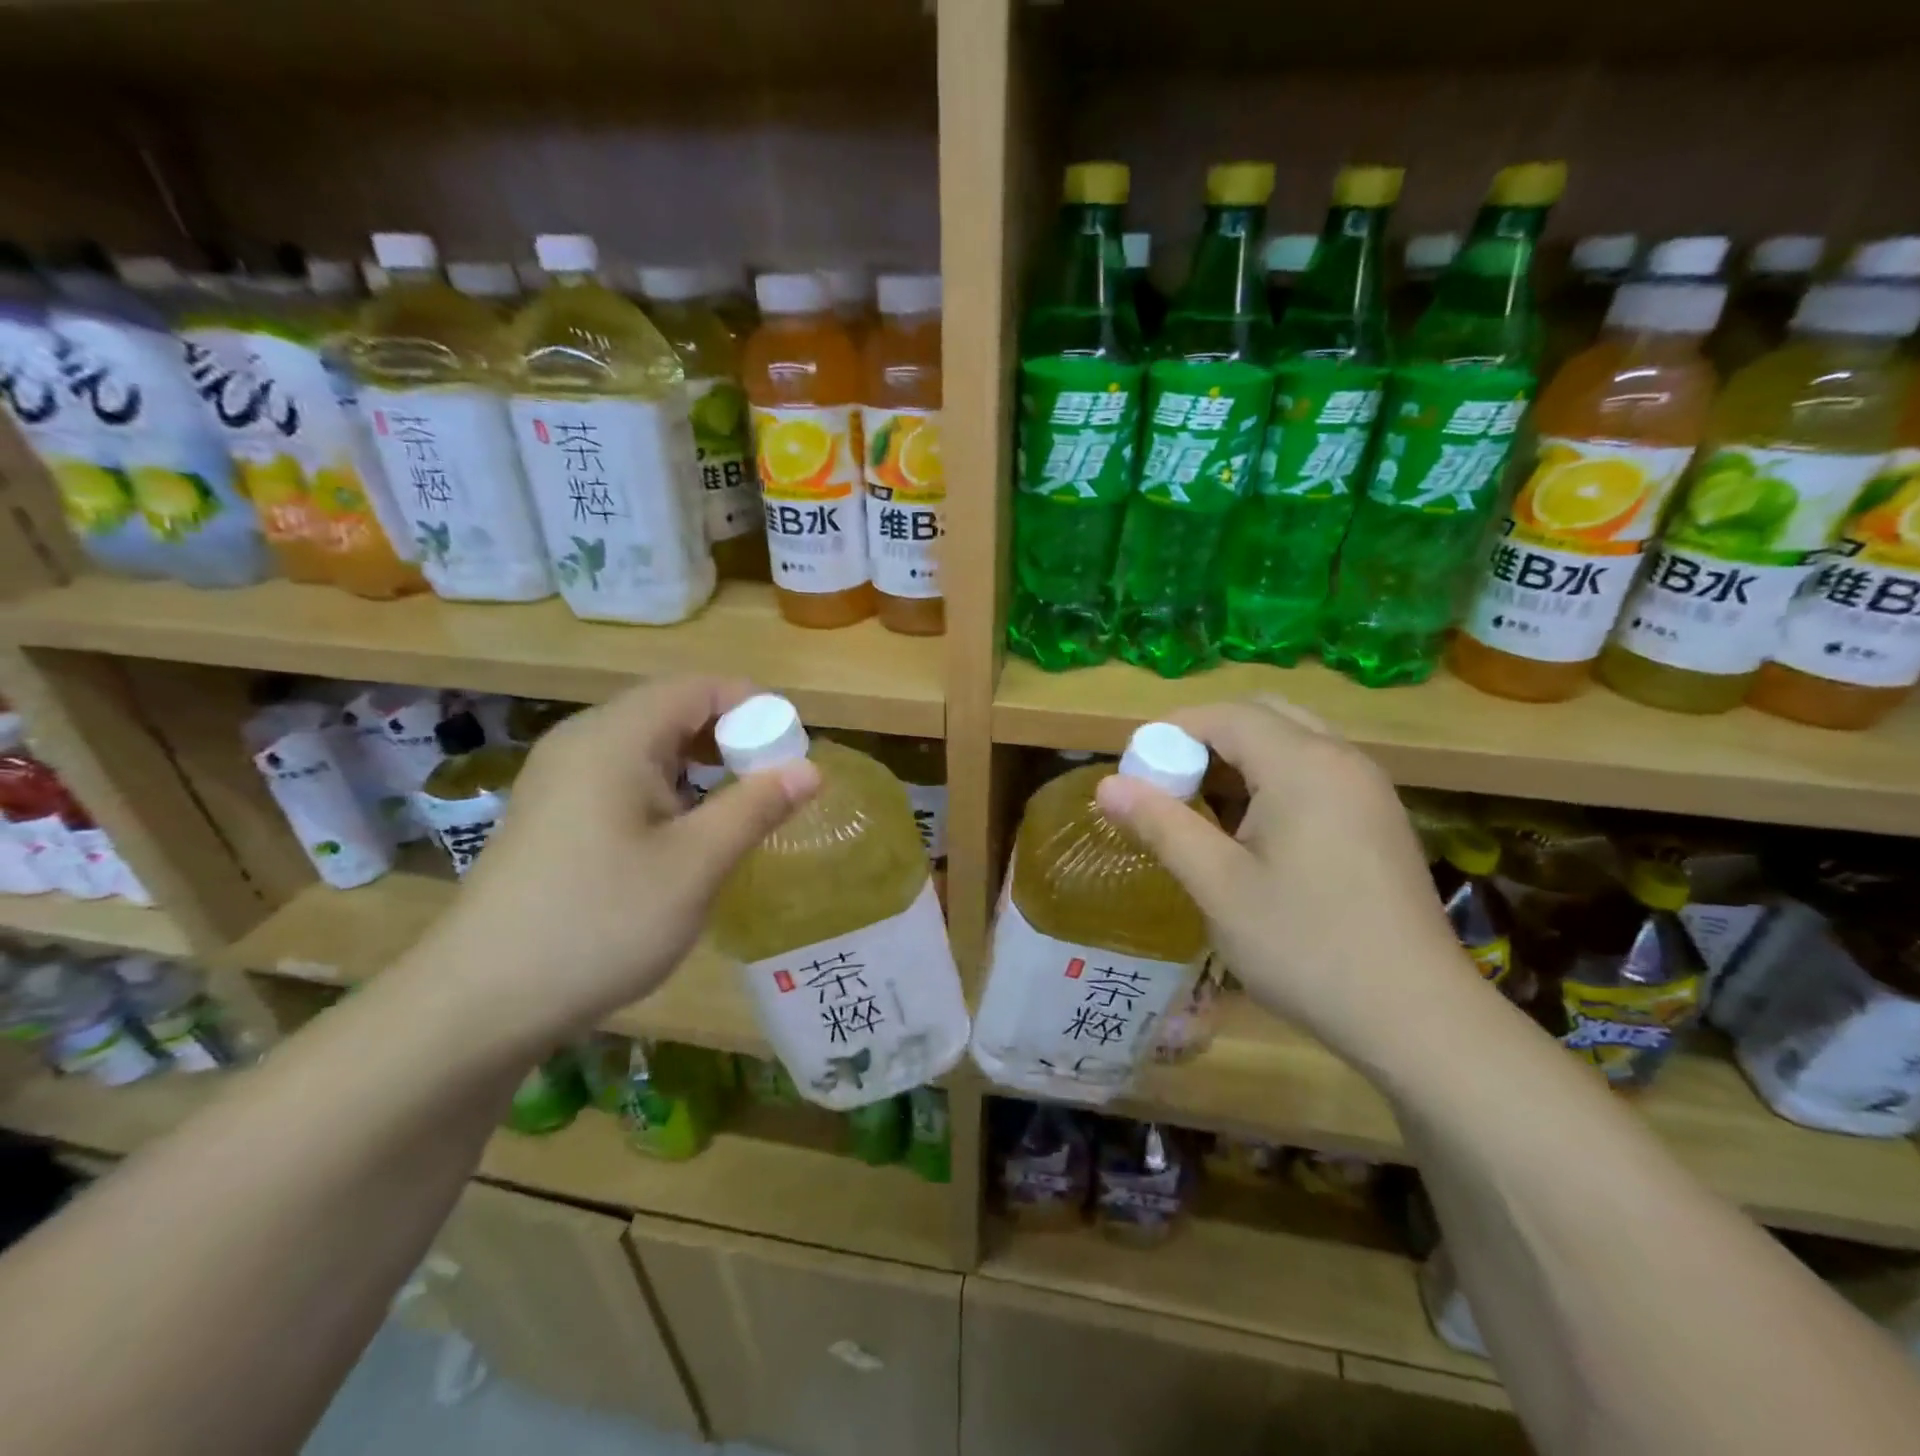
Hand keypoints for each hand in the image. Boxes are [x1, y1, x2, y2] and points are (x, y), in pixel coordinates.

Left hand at [407, 676, 819, 1050]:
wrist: (479, 1003)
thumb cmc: (600, 922)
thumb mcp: (695, 865)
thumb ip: (756, 807)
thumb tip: (811, 768)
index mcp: (616, 738)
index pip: (699, 687)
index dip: (755, 707)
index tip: (792, 751)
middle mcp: (582, 741)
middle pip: (672, 709)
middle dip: (731, 737)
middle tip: (770, 784)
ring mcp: (559, 778)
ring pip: (647, 745)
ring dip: (700, 765)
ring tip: (735, 811)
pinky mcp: (551, 813)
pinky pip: (622, 776)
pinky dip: (667, 788)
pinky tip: (682, 835)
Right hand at [1095, 695, 1482, 1062]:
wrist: (1417, 1017)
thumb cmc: (1306, 946)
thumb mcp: (1219, 887)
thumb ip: (1161, 825)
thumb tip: (1107, 785)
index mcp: (1303, 764)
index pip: (1225, 715)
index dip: (1171, 730)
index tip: (1134, 768)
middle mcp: (1342, 759)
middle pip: (1261, 716)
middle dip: (1205, 738)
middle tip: (1167, 783)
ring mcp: (1368, 788)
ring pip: (1291, 742)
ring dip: (1238, 759)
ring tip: (1200, 808)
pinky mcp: (1378, 818)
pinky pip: (1315, 771)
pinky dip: (1271, 779)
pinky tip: (1252, 831)